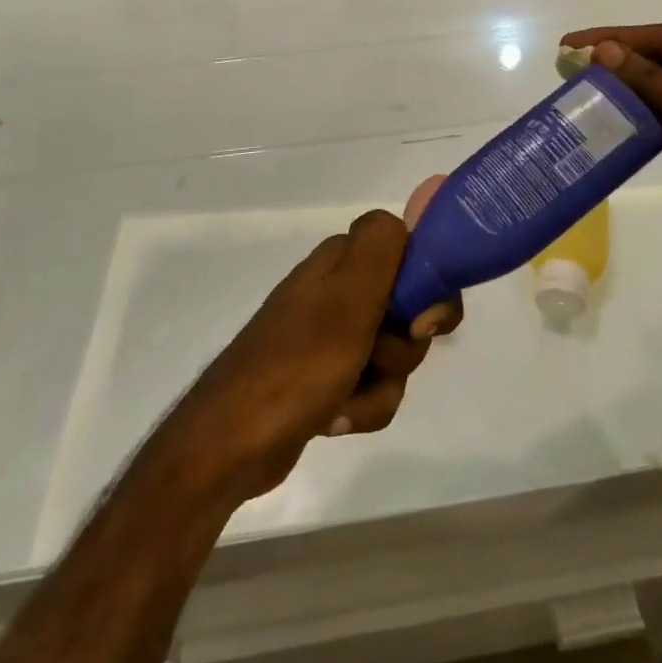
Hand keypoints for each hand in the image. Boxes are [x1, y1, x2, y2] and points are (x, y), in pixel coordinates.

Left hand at [164, 196, 460, 503]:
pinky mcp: (327, 376)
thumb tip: (404, 220)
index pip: (412, 255)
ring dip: (381, 385)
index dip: (427, 289)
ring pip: (395, 355)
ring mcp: (331, 335)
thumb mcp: (348, 296)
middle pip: (409, 311)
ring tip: (344, 399)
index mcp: (342, 260)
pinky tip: (333, 418)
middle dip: (403, 347)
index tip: (422, 323)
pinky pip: (372, 386)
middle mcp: (338, 289)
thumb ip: (382, 245)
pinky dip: (362, 406)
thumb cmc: (299, 363)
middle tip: (379, 357)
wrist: (234, 442)